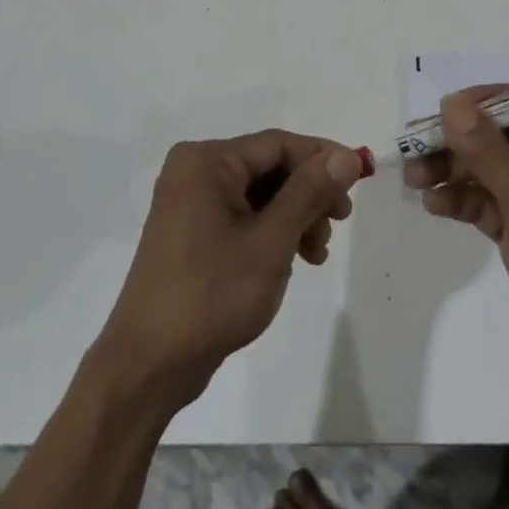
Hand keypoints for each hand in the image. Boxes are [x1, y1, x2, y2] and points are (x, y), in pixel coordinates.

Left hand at [94, 131, 360, 411]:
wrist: (149, 365)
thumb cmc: (211, 296)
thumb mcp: (270, 241)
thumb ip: (309, 192)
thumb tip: (347, 156)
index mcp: (207, 162)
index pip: (278, 144)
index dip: (323, 157)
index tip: (360, 180)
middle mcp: (195, 172)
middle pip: (270, 167)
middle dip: (310, 192)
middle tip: (340, 221)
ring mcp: (191, 203)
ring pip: (261, 194)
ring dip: (296, 216)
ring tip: (317, 252)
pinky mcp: (193, 232)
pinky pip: (244, 216)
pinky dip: (274, 231)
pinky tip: (296, 258)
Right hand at [406, 89, 508, 405]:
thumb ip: (489, 154)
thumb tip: (452, 104)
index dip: (483, 104)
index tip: (440, 109)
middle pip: (502, 138)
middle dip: (458, 143)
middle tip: (414, 149)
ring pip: (491, 171)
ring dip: (454, 172)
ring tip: (414, 181)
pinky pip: (490, 203)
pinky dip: (464, 201)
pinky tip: (434, 205)